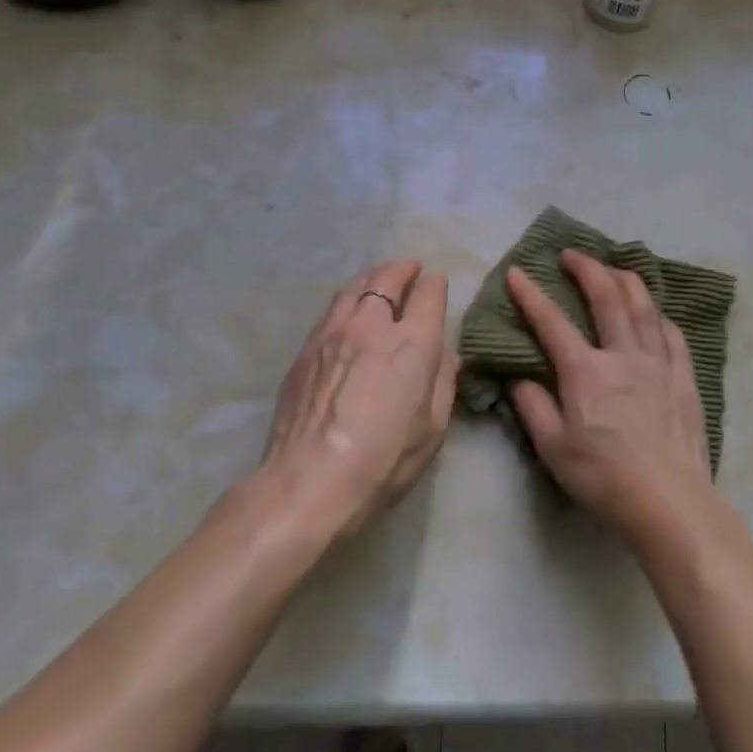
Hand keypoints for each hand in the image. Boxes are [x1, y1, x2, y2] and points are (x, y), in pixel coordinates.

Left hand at [261, 259, 457, 537]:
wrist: (309, 482)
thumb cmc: (384, 460)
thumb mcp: (434, 428)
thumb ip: (444, 383)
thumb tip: (446, 356)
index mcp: (413, 343)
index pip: (428, 293)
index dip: (435, 286)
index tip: (436, 287)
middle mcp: (372, 326)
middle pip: (387, 279)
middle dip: (403, 269)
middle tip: (410, 269)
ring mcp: (333, 333)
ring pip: (354, 288)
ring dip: (372, 280)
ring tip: (379, 282)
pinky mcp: (305, 350)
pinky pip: (332, 311)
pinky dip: (348, 302)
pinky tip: (349, 314)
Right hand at [507, 251, 714, 544]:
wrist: (669, 499)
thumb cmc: (604, 477)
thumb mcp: (553, 448)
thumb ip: (532, 406)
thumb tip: (519, 376)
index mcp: (586, 371)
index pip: (552, 322)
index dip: (531, 295)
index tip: (518, 272)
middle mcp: (623, 354)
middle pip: (606, 296)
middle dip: (586, 268)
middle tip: (572, 254)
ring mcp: (659, 362)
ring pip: (644, 305)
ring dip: (626, 279)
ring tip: (614, 268)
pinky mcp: (684, 376)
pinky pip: (673, 333)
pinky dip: (659, 314)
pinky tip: (655, 312)